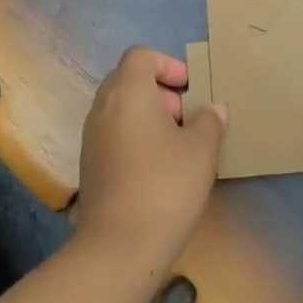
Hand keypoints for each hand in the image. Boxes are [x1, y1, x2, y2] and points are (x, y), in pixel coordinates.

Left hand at [75, 46, 226, 273]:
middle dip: (160, 92)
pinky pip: (113, 135)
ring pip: (120, 109)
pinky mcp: (89, 166)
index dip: (168, 65)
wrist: (120, 246)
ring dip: (148, 116)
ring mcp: (91, 138)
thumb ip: (210, 121)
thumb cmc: (166, 185)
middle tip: (187, 117)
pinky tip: (159, 168)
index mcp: (127, 93)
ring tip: (177, 144)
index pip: (141, 56)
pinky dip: (135, 138)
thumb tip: (213, 109)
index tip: (191, 90)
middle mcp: (102, 108)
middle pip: (128, 80)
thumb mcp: (201, 149)